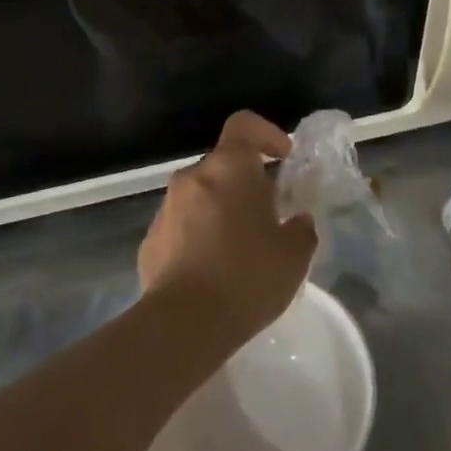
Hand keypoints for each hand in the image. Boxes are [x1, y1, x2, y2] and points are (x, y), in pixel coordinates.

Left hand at [138, 112, 318, 347]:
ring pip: (201, 197)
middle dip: (246, 183)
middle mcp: (192, 179)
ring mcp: (165, 210)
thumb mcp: (294, 255)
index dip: (267, 133)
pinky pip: (181, 227)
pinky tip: (213, 272)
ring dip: (221, 211)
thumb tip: (297, 222)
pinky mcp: (149, 242)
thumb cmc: (246, 277)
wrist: (183, 326)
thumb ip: (300, 229)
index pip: (244, 124)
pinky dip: (199, 237)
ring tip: (241, 250)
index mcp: (229, 169)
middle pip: (223, 165)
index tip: (283, 158)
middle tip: (268, 216)